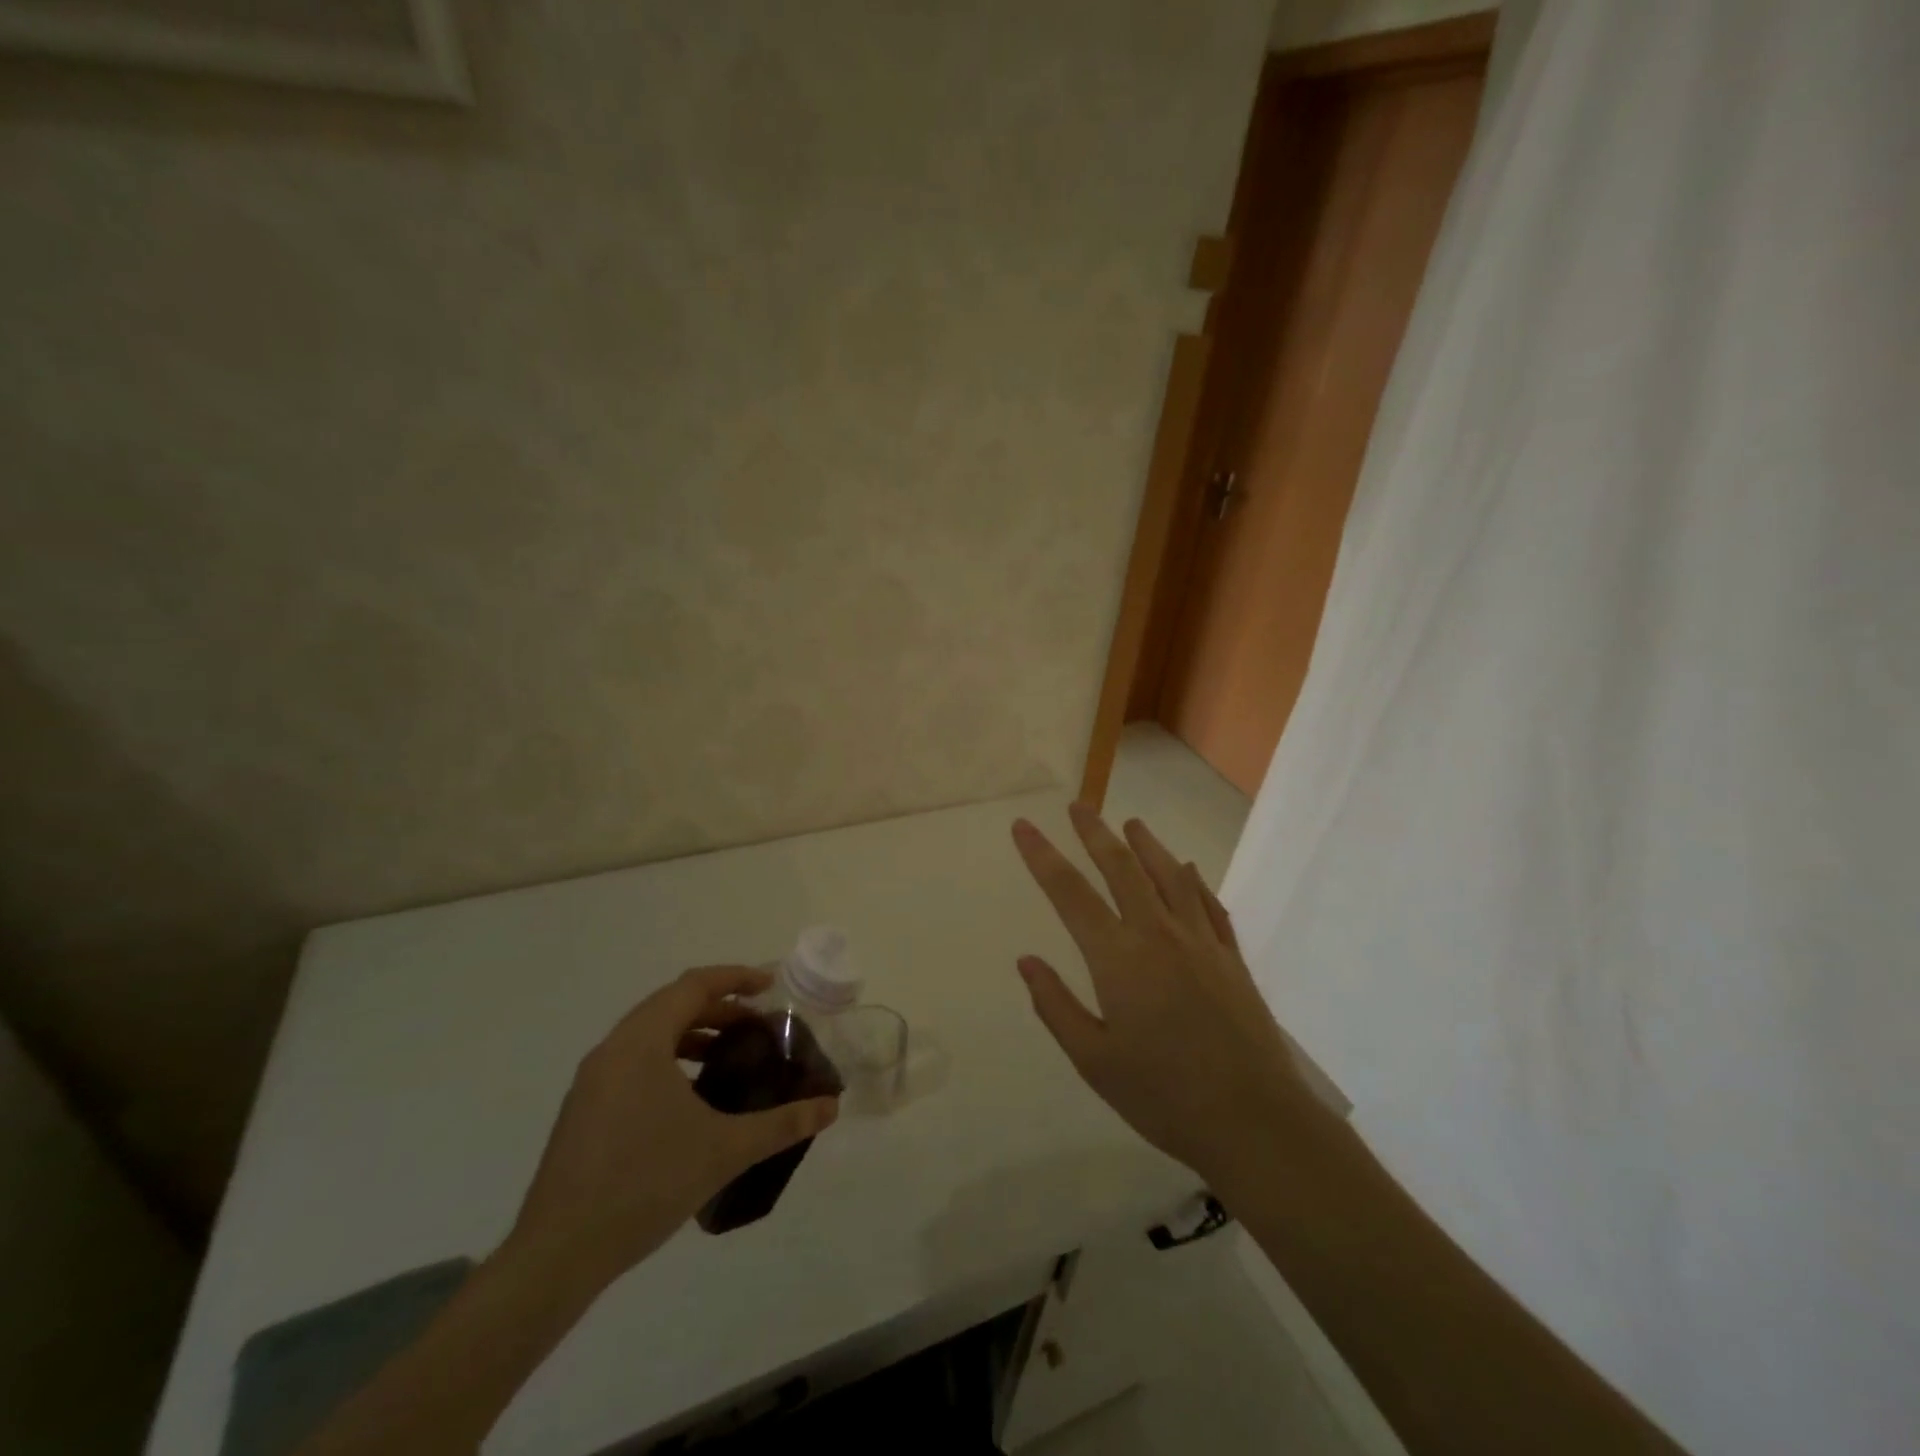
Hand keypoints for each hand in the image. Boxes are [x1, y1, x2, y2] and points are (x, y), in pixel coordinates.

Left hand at [501, 966, 839, 1294]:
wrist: (557, 1255)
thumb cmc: (644, 1184)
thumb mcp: (724, 1149)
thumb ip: (782, 1123)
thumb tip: (832, 1107)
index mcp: (641, 1042)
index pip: (693, 985)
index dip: (735, 978)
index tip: (770, 985)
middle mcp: (612, 1049)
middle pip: (671, 1004)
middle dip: (718, 1006)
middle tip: (757, 1023)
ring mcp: (592, 1080)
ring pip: (650, 1033)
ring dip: (692, 1032)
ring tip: (728, 1056)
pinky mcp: (584, 1109)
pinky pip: (633, 1060)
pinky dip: (669, 1058)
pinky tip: (691, 1096)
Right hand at [1011, 805, 1320, 1188]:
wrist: (1255, 1121)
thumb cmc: (1164, 1096)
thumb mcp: (1094, 1060)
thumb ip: (1056, 1006)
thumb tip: (1027, 960)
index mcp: (1118, 958)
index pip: (1069, 893)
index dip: (1042, 856)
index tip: (1023, 826)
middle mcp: (1158, 935)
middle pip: (1121, 868)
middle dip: (1095, 833)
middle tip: (1078, 805)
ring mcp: (1200, 942)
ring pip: (1169, 876)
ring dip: (1147, 844)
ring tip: (1131, 822)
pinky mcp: (1231, 957)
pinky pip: (1208, 904)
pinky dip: (1192, 880)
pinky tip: (1187, 869)